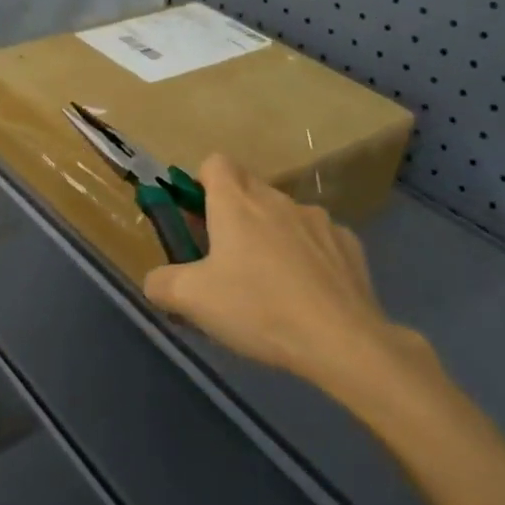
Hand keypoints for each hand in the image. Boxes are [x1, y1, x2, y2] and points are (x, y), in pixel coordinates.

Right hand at [142, 155, 442, 399]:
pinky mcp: (349, 245)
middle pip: (248, 188)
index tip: (198, 217)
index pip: (215, 163)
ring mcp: (318, 220)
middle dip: (233, 214)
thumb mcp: (191, 301)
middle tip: (223, 258)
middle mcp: (277, 200)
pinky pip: (318, 240)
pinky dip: (308, 256)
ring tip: (270, 283)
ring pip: (283, 215)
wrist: (342, 341)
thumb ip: (161, 283)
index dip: (202, 183)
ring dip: (271, 235)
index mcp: (236, 203)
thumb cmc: (258, 309)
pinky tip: (307, 294)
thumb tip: (155, 280)